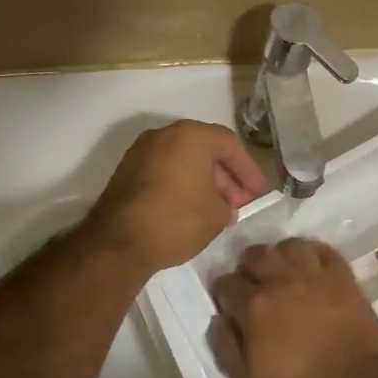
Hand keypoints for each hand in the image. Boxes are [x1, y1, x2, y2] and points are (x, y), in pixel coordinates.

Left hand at [86, 121, 267, 273]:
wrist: (119, 242)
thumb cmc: (176, 220)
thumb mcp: (217, 215)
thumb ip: (228, 204)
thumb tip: (224, 205)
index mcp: (190, 135)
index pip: (229, 144)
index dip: (249, 170)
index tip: (258, 193)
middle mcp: (163, 135)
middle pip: (204, 149)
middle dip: (225, 177)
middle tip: (239, 203)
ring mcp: (140, 152)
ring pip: (182, 160)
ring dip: (203, 181)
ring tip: (218, 210)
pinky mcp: (126, 172)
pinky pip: (164, 171)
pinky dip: (181, 185)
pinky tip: (192, 210)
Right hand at [208, 239, 377, 377]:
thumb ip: (225, 347)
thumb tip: (218, 319)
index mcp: (253, 306)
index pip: (226, 283)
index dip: (222, 293)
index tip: (228, 306)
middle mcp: (280, 281)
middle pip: (254, 255)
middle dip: (246, 267)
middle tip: (252, 286)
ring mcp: (314, 275)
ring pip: (288, 246)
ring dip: (278, 255)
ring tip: (281, 273)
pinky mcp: (343, 277)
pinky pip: (323, 250)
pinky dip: (312, 253)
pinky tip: (310, 267)